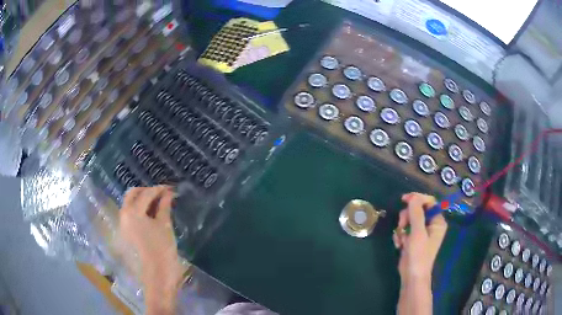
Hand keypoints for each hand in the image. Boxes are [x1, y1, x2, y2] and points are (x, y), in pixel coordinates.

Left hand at [119, 186, 181, 314]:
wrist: (157, 276)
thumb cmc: (162, 250)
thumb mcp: (165, 226)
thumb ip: (164, 206)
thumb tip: (168, 193)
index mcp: (132, 212)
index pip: (146, 194)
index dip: (159, 189)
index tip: (170, 188)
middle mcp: (123, 215)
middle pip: (132, 195)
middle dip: (147, 191)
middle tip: (162, 194)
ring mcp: (123, 225)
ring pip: (130, 204)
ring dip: (142, 200)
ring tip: (158, 204)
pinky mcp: (126, 234)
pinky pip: (131, 215)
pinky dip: (140, 210)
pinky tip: (152, 215)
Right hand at [393, 193, 447, 314]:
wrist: (412, 276)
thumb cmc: (419, 255)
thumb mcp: (418, 233)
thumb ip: (416, 213)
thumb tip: (413, 197)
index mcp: (438, 221)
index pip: (429, 202)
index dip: (417, 199)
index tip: (404, 199)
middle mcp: (431, 225)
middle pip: (417, 210)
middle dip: (407, 217)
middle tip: (401, 226)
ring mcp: (422, 232)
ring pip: (409, 219)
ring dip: (402, 228)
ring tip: (400, 239)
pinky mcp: (413, 239)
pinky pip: (405, 229)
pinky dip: (400, 235)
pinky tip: (399, 244)